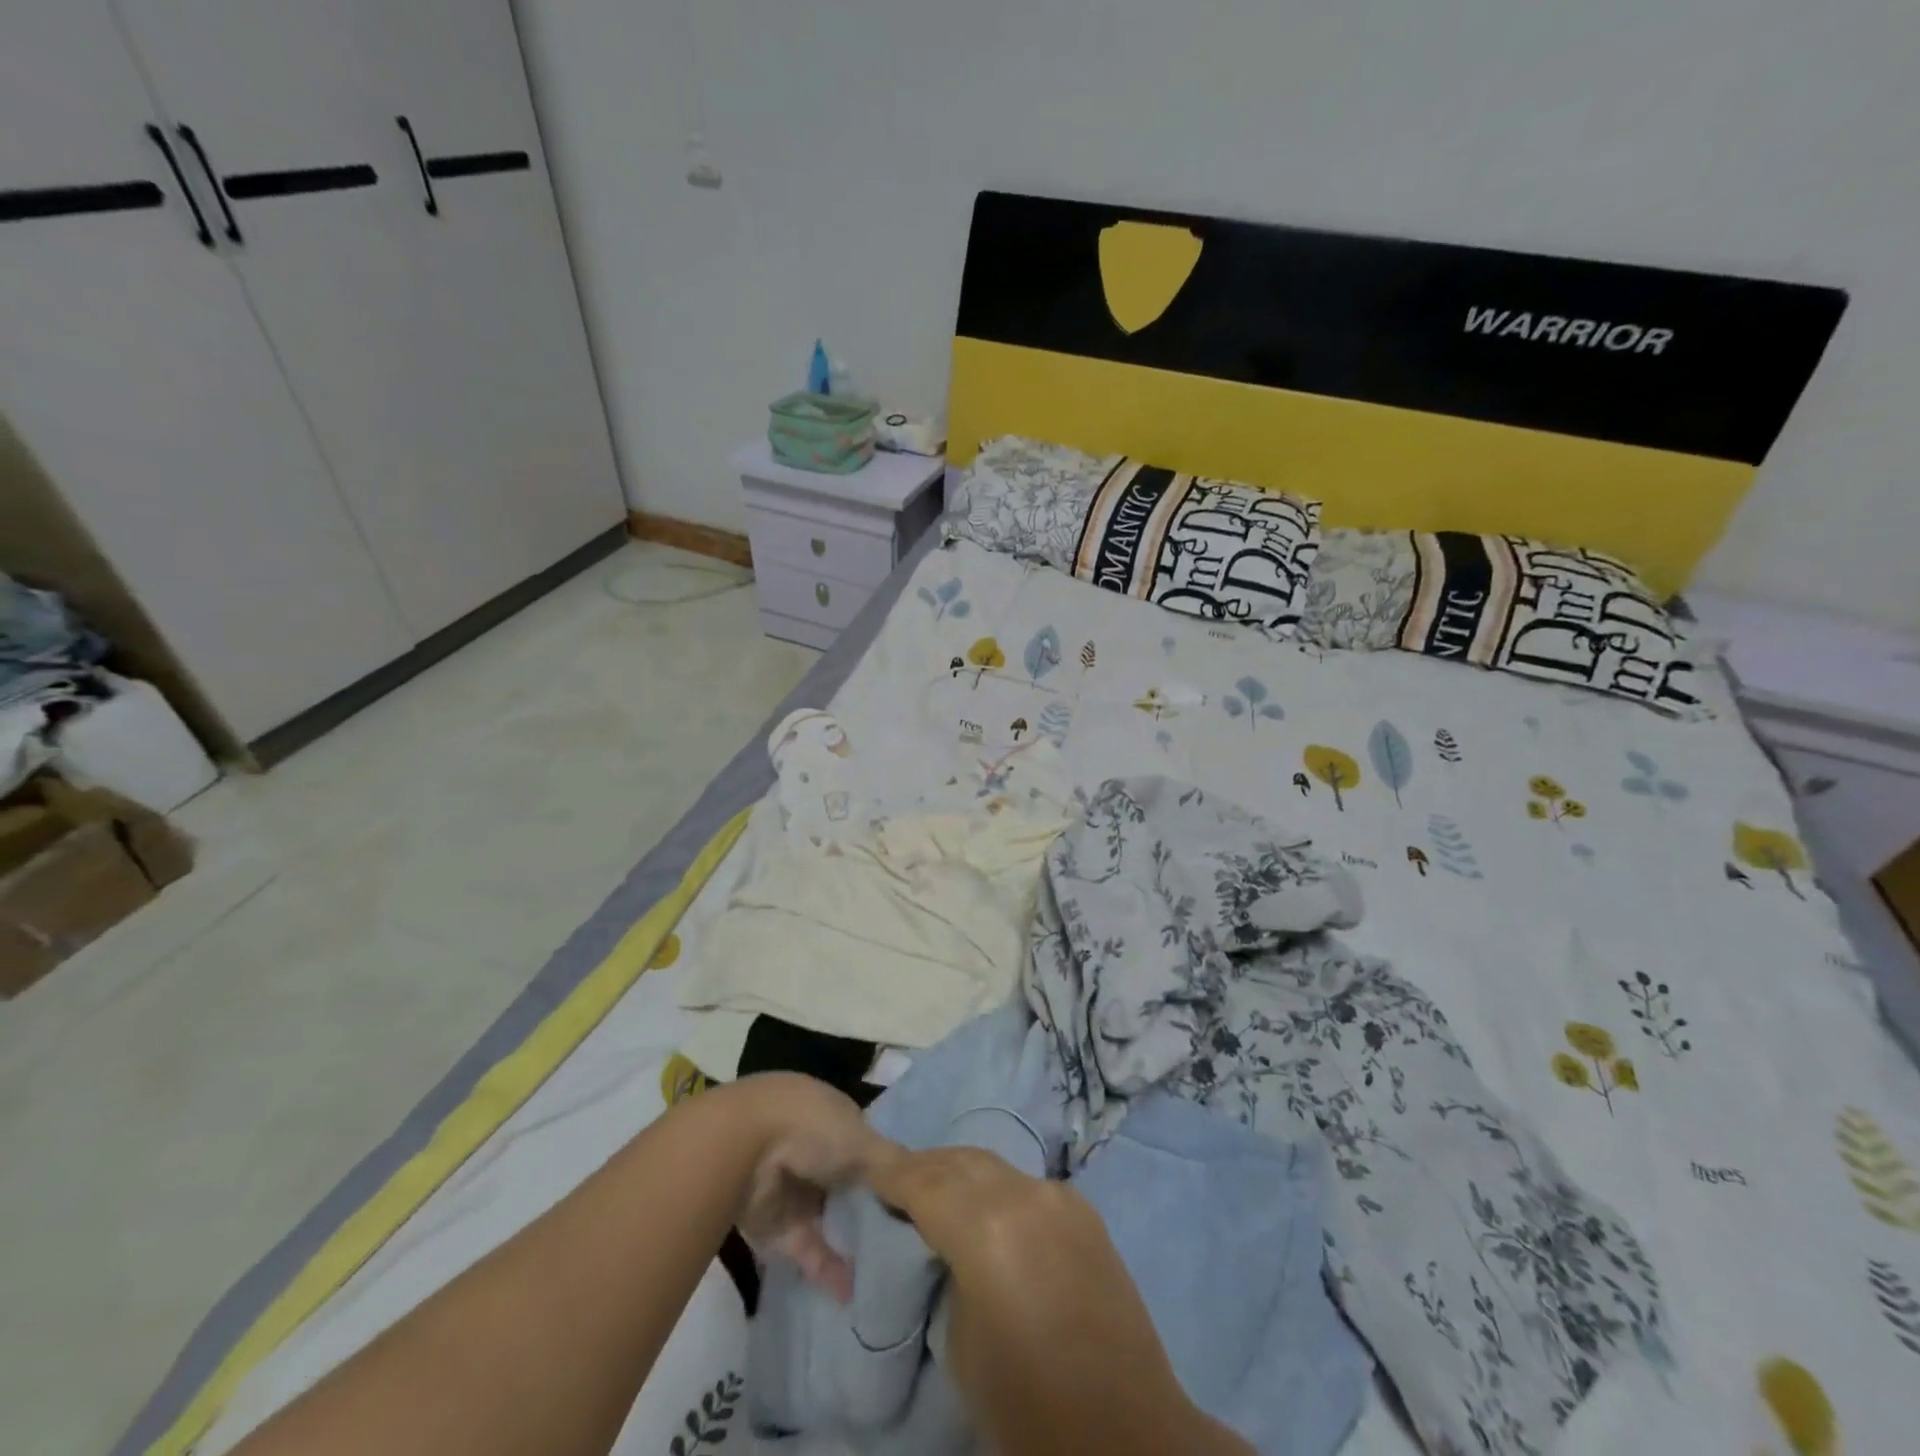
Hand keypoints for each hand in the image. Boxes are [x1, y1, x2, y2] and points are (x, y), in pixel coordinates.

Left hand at [711, 1073, 894, 1302]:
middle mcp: (814, 1149)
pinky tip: (856, 1295)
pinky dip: (829, 1271)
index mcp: (834, 1117)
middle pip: (849, 1185)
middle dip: (872, 1211)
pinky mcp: (775, 1228)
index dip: (888, 1172)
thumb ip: (892, 1164)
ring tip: (890, 1276)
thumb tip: (925, 1181)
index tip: (915, 1200)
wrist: (741, 1149)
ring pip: (830, 1220)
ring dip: (852, 1245)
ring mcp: (794, 1189)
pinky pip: (809, 1251)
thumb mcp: (862, 1140)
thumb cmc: (810, 1128)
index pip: (867, 1146)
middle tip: (910, 1244)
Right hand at [867, 1147, 1251, 1455]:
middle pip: (959, 1161)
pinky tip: (984, 1208)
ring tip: (933, 1190)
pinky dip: (995, 1187)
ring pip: (994, 1166)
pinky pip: (1025, 1184)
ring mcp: (1059, 1195)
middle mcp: (1024, 1193)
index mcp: (986, 1226)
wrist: (1127, 1430)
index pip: (924, 1181)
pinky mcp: (1083, 1209)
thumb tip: (943, 1243)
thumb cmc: (1028, 1402)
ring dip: (960, 1172)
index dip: (891, 1174)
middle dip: (924, 1166)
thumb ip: (946, 1270)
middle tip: (894, 1181)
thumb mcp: (961, 1341)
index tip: (867, 1172)